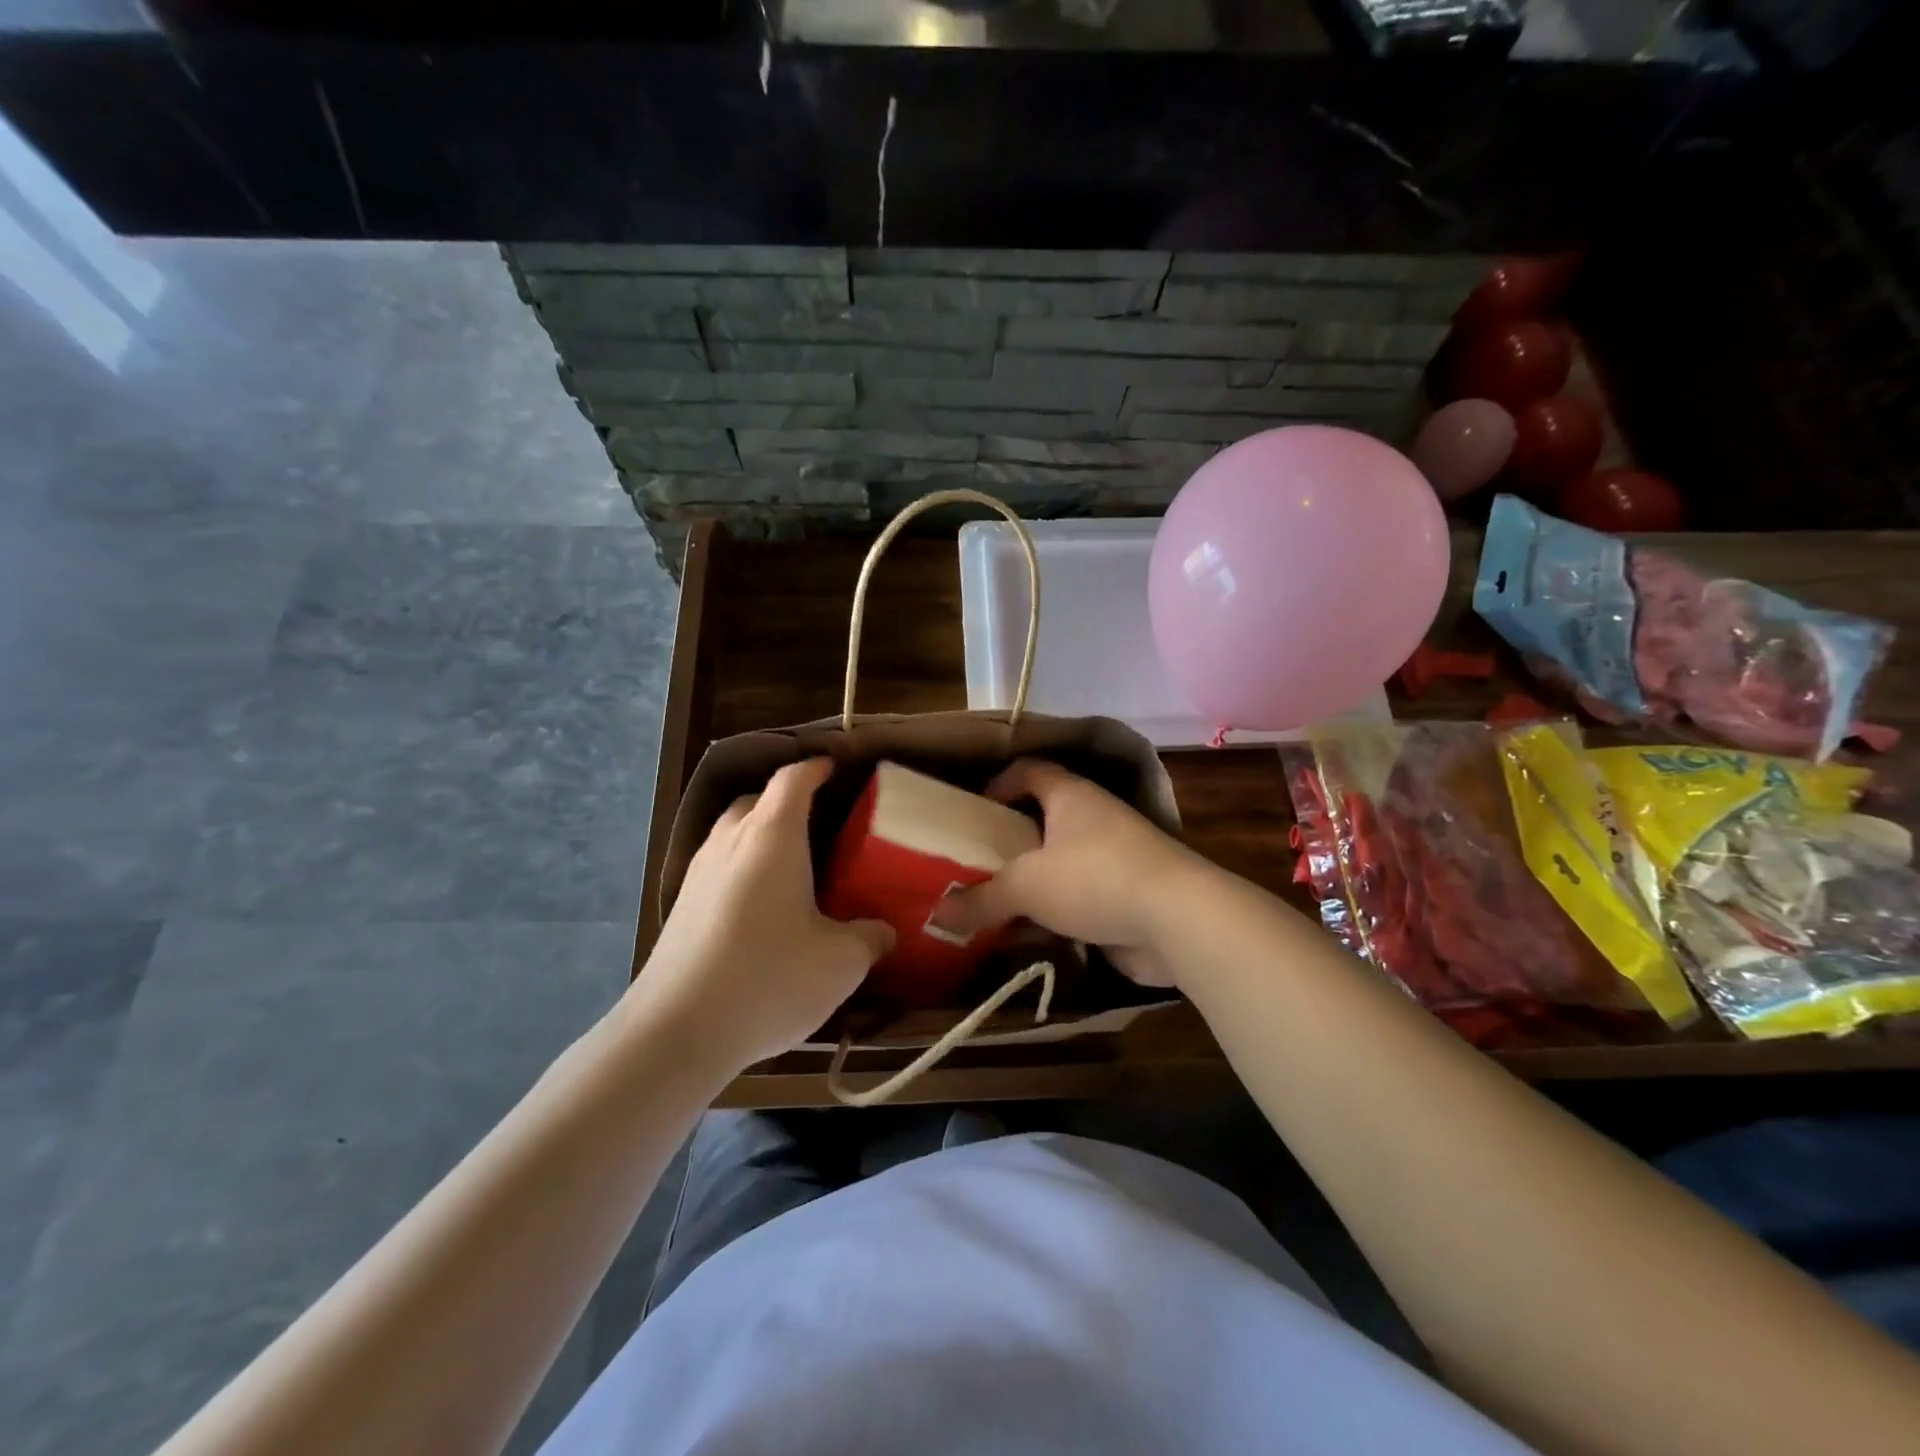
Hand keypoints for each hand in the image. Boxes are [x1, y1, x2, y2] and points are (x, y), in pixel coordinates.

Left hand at [634, 758, 893, 1073]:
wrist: (677, 1031)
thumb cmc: (769, 978)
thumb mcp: (841, 961)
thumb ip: (870, 937)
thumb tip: (884, 931)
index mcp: (772, 836)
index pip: (793, 779)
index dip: (816, 768)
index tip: (835, 767)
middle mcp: (730, 842)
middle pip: (756, 801)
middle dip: (786, 802)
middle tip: (821, 823)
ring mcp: (698, 874)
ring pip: (732, 835)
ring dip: (761, 837)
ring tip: (793, 866)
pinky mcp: (680, 909)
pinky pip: (718, 869)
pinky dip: (742, 870)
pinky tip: (761, 908)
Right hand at [939, 759, 1203, 986]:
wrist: (1177, 920)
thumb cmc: (1095, 878)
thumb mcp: (1026, 886)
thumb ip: (981, 900)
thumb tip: (938, 914)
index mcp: (1070, 796)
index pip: (1030, 771)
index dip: (999, 784)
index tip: (973, 811)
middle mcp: (1092, 818)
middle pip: (1041, 820)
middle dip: (1007, 841)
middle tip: (971, 862)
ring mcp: (1112, 858)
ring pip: (1058, 864)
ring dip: (1028, 883)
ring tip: (987, 902)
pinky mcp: (1122, 897)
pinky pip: (1075, 899)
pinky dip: (1049, 913)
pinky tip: (1022, 935)